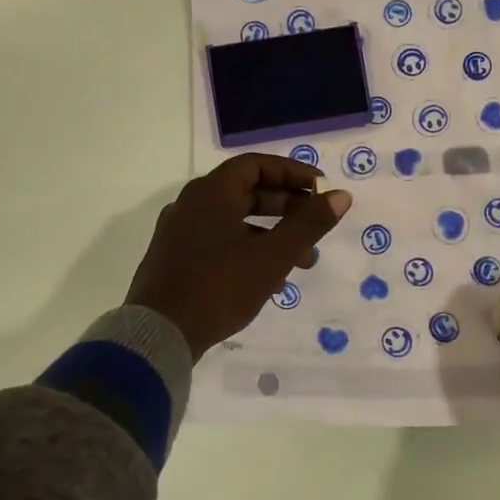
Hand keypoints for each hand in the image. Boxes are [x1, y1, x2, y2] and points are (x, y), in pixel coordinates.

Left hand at [126, 154, 352, 360]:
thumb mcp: (273, 256)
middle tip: (316, 226)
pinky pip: (220, 240)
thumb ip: (309, 224)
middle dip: (288, 209)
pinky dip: (249, 249)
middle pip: (247, 192)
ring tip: (302, 263)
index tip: (321, 190)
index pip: (257, 164)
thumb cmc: (219, 287)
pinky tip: (269, 280)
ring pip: (236, 220)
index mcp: (212, 192)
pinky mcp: (175, 258)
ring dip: (272, 235)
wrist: (158, 335)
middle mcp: (192, 204)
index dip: (293, 173)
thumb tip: (341, 196)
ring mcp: (180, 231)